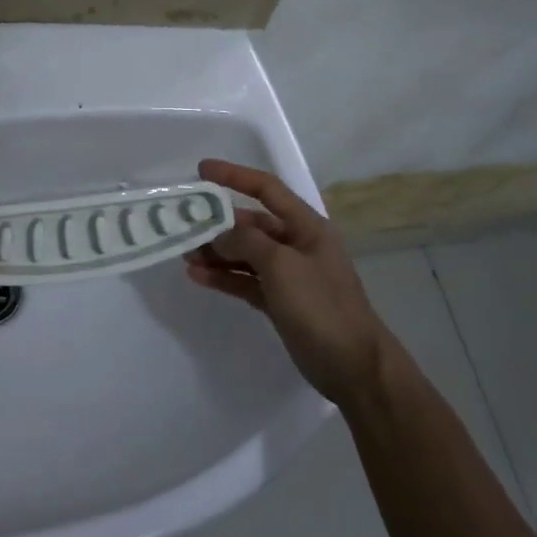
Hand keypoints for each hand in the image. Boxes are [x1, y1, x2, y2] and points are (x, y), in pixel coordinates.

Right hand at [183, 160, 404, 405]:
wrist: (353, 366)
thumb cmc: (321, 306)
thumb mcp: (282, 266)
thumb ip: (247, 241)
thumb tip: (220, 233)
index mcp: (306, 226)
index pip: (267, 189)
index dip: (235, 176)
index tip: (201, 170)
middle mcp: (296, 245)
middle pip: (251, 224)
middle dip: (218, 223)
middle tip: (183, 225)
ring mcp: (288, 275)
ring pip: (245, 254)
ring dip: (216, 253)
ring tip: (185, 254)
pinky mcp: (279, 302)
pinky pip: (245, 281)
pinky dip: (224, 278)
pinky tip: (198, 277)